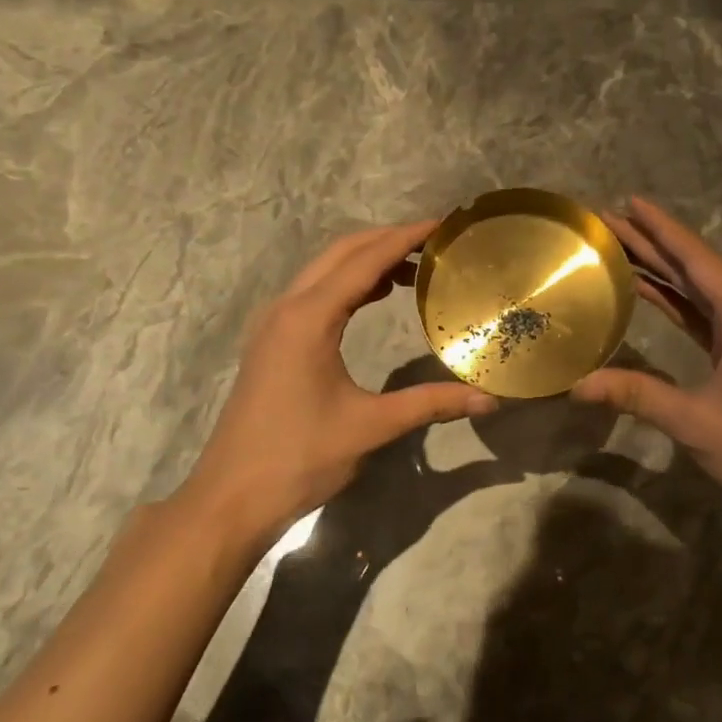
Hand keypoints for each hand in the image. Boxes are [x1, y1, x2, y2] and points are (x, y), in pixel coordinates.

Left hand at [164, 222, 495, 550]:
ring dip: (365, 261)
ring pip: (323, 271)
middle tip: (434, 242)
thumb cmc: (299, 457)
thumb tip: (490, 401)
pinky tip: (374, 297)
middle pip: (340, 253)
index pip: (364, 260)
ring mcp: (273, 324)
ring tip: (413, 267)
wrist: (231, 497)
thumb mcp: (370, 427)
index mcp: (309, 318)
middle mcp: (286, 308)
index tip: (442, 223)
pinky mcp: (271, 342)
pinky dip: (347, 284)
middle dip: (386, 240)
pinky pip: (313, 294)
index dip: (405, 238)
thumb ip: (431, 404)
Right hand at [571, 197, 721, 495]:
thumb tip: (578, 384)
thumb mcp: (695, 422)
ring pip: (695, 287)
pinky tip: (644, 290)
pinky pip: (699, 311)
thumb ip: (637, 396)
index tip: (628, 202)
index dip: (660, 229)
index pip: (694, 260)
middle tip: (608, 220)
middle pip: (692, 266)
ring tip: (618, 246)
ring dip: (659, 267)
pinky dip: (671, 297)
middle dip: (651, 242)